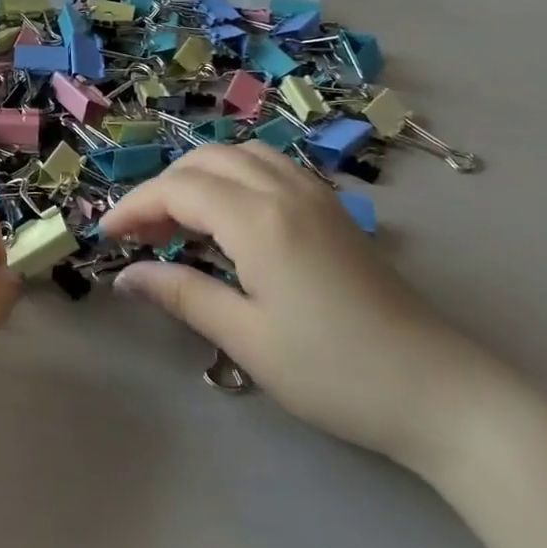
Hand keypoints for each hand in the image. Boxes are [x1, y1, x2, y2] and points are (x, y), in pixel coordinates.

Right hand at [102, 143, 489, 471]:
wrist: (440, 392)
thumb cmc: (336, 373)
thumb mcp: (247, 339)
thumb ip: (183, 295)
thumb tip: (126, 276)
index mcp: (259, 220)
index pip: (178, 190)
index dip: (135, 206)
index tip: (106, 235)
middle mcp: (284, 190)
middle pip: (205, 162)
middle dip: (162, 188)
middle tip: (138, 233)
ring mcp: (315, 195)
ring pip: (239, 155)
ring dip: (198, 176)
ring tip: (178, 220)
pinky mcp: (333, 209)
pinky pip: (269, 167)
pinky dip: (233, 175)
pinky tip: (229, 214)